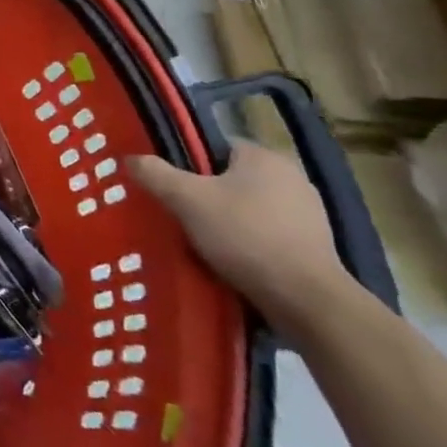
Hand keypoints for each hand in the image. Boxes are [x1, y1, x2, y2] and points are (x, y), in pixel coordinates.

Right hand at [126, 142, 351, 331]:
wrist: (306, 300)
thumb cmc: (244, 236)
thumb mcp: (186, 199)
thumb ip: (155, 174)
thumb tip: (130, 158)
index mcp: (264, 156)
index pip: (216, 146)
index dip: (189, 163)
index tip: (171, 185)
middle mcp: (292, 176)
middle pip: (232, 177)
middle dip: (208, 194)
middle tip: (181, 214)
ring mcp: (310, 213)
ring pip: (251, 207)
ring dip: (230, 220)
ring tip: (203, 241)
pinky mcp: (316, 246)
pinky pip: (270, 233)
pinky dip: (250, 242)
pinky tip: (233, 260)